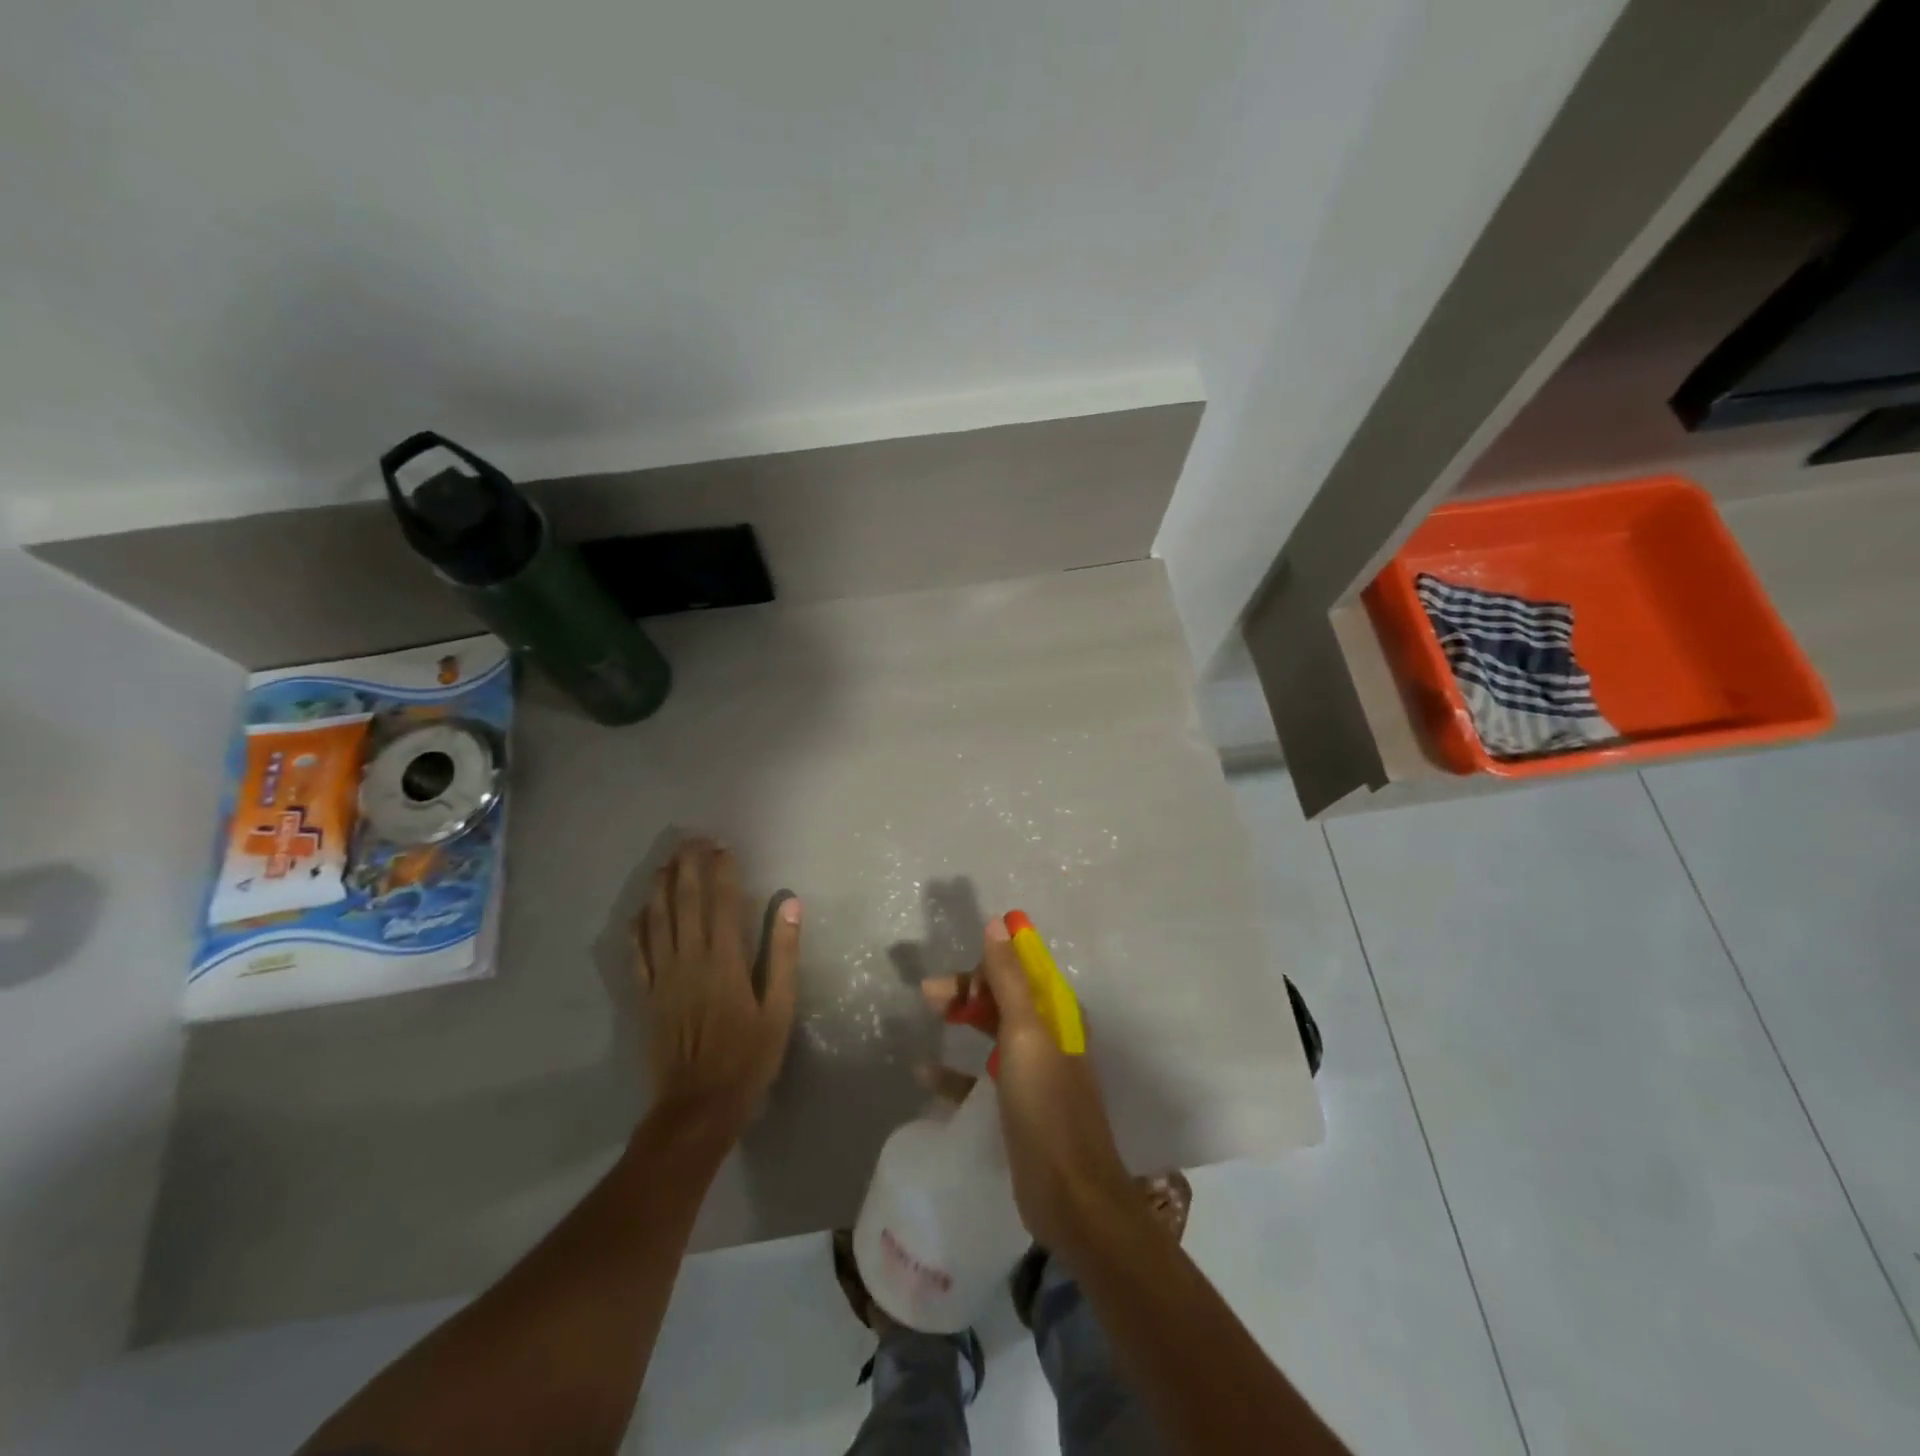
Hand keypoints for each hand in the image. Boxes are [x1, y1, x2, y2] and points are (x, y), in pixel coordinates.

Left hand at [634, 838, 799, 1141]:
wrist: (698, 1107)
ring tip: (665, 863)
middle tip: (691, 840)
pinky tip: (638, 913)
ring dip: (660, 887)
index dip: (722, 870)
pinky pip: (637, 954)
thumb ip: (782, 954)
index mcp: (725, 961)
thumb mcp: (779, 1009)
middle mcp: (689, 960)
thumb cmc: (748, 1058)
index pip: (722, 902)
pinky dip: (636, 929)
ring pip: (657, 921)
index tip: (722, 846)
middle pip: (685, 902)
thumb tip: (790, 904)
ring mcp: (662, 978)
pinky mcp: (646, 997)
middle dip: (688, 867)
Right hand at [922, 916, 1133, 1255]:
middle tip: (929, 995)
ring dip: (963, 1017)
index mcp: (1057, 1013)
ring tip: (928, 1012)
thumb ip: (1009, 979)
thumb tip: (998, 922)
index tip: (955, 972)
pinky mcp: (1018, 1106)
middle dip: (968, 989)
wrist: (1070, 1196)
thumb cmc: (1046, 1106)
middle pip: (1004, 995)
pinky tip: (925, 1073)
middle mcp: (1048, 1035)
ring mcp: (1034, 1072)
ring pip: (993, 1029)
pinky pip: (981, 1075)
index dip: (989, 962)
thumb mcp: (1025, 1034)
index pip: (1022, 968)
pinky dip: (956, 1069)